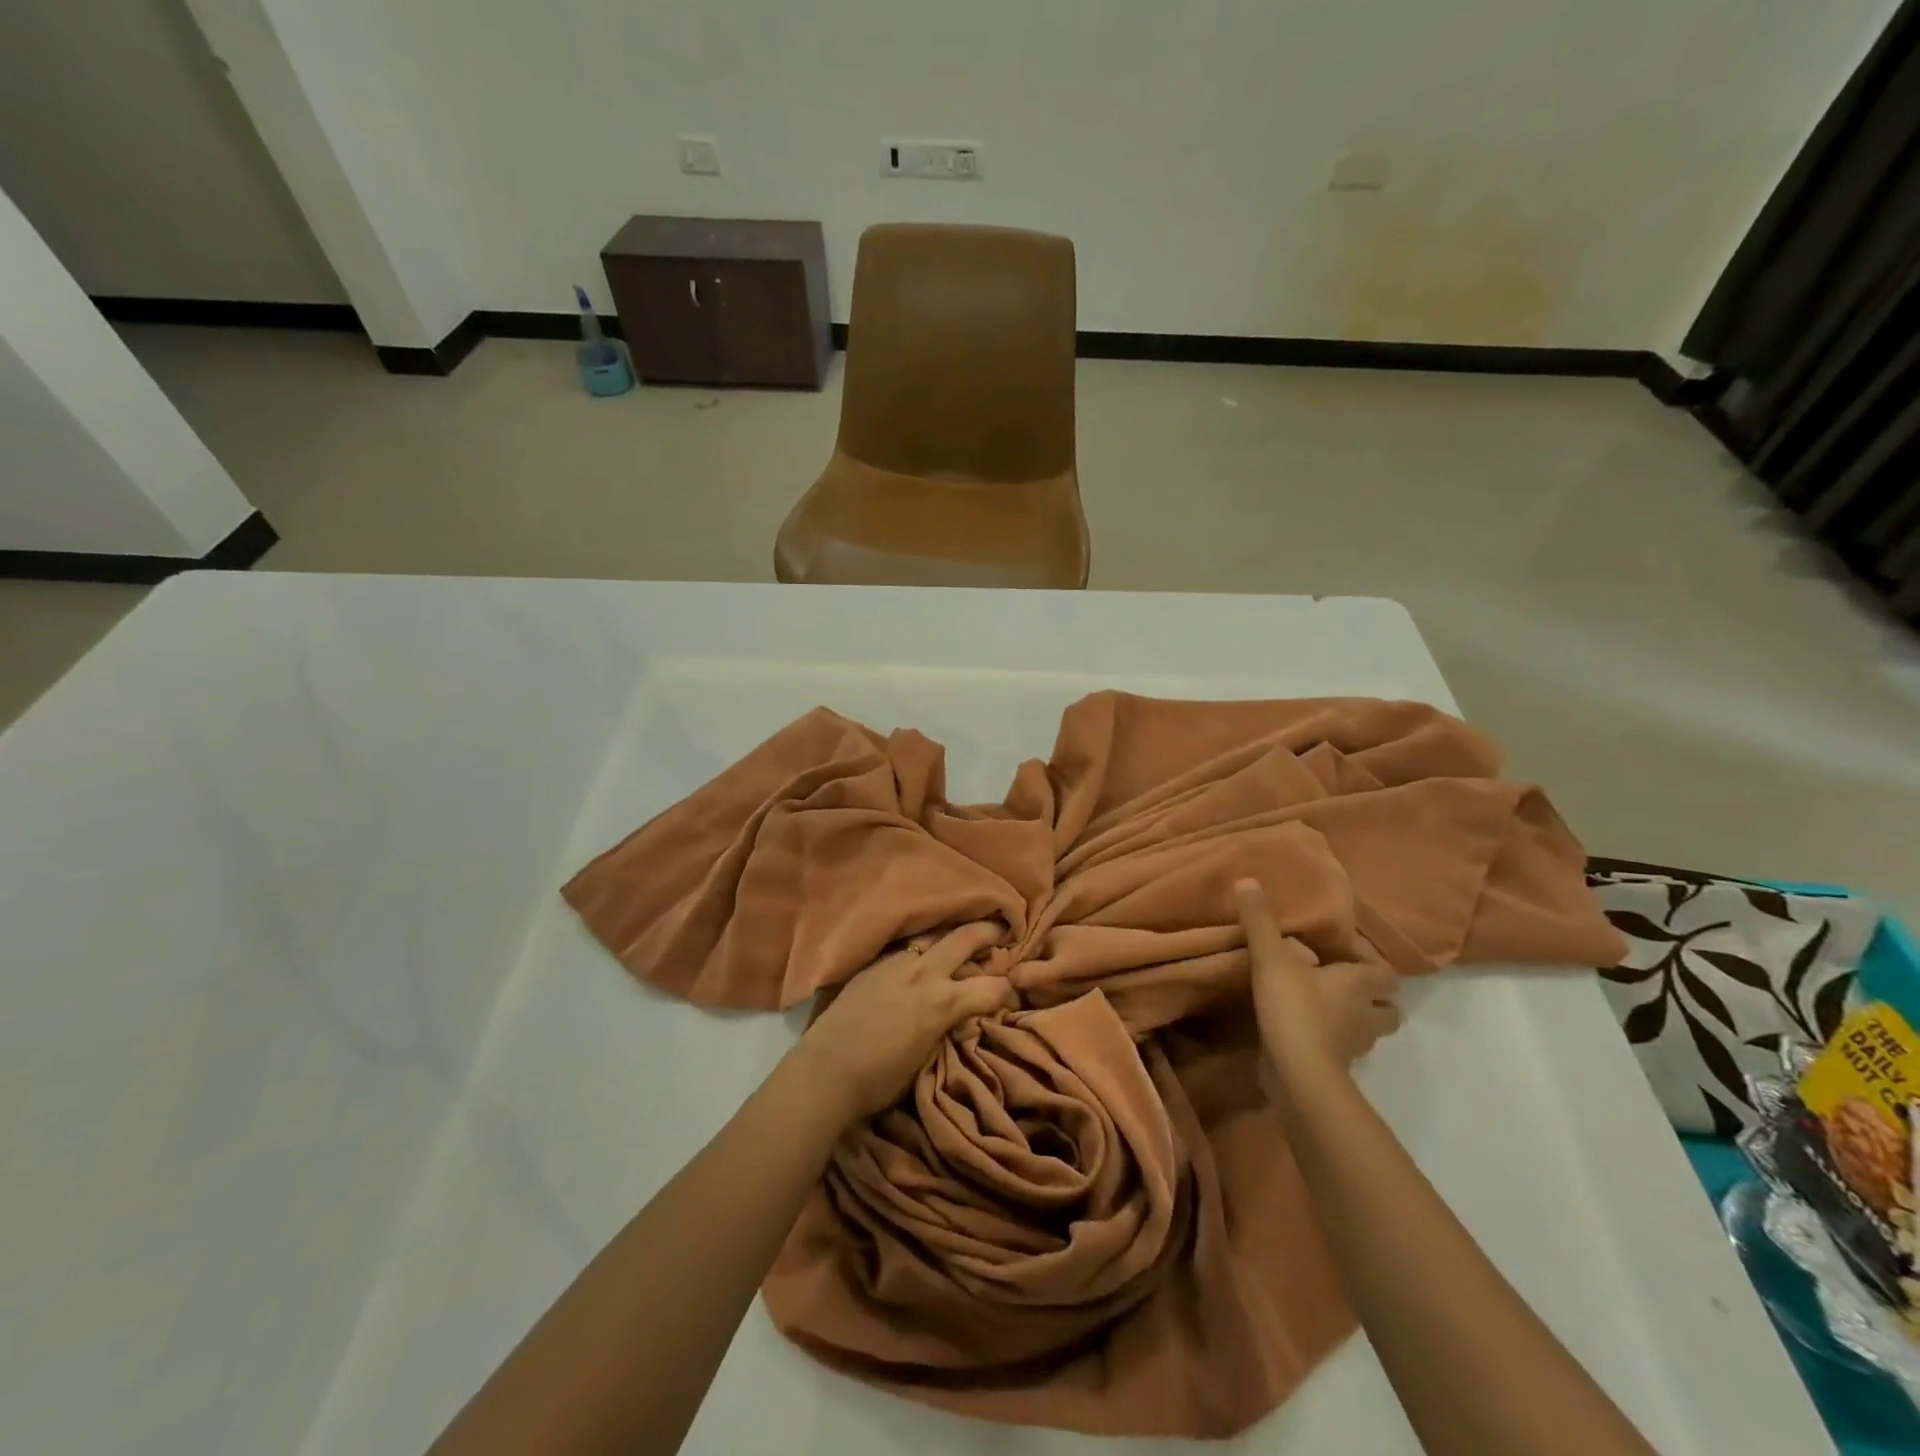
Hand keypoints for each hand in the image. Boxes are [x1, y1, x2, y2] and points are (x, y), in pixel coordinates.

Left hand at [794, 922, 1015, 1122]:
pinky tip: (921, 955)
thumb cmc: (879, 1079)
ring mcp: (896, 963)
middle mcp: (924, 973)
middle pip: (964, 939)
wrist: (825, 1071)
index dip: (1009, 990)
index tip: (1015, 992)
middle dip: (988, 932)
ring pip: (932, 936)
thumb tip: (961, 1016)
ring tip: (962, 935)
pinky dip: (921, 949)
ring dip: (951, 936)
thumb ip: (947, 1027)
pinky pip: (906, 948)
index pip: (992, 987)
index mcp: (943, 1001)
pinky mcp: (873, 964)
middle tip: (1003, 928)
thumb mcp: (927, 1057)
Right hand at [1235, 879, 1400, 1081]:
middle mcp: (1368, 1014)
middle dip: (1370, 996)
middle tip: (1339, 982)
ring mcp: (1355, 1044)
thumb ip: (1259, 920)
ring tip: (1322, 1005)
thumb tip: (1247, 880)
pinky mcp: (1337, 1066)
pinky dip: (1331, 1039)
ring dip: (1352, 1018)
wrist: (1298, 1072)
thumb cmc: (1295, 1007)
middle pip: (1386, 1006)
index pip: (1385, 972)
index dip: (1370, 962)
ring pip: (1367, 1029)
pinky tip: (1306, 1030)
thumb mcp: (1271, 957)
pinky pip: (1342, 1048)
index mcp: (1362, 984)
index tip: (1343, 954)